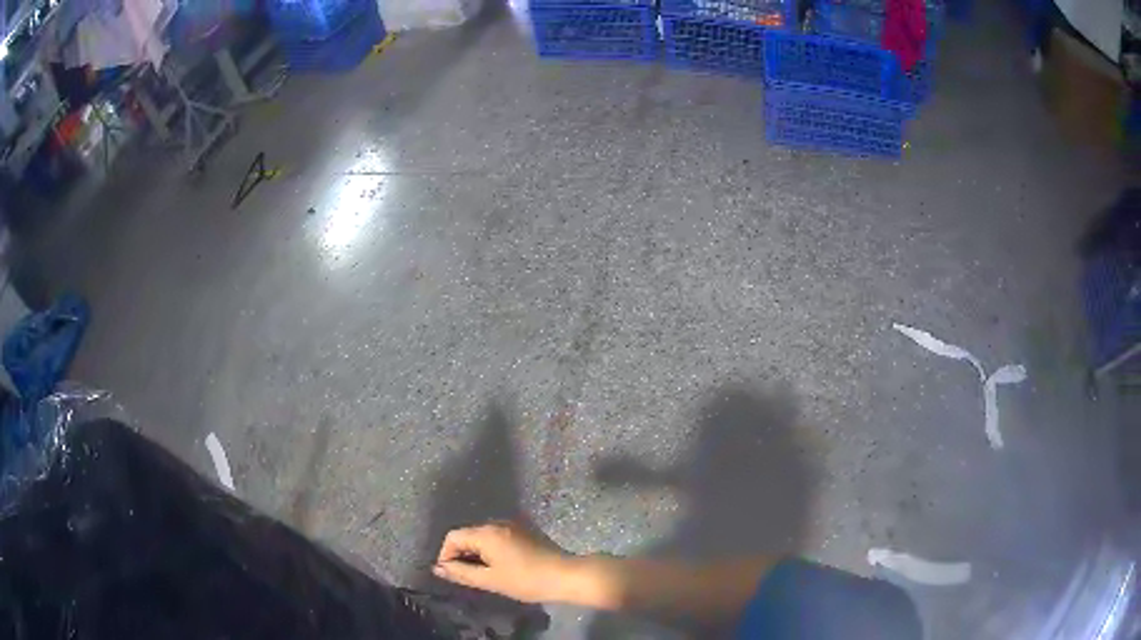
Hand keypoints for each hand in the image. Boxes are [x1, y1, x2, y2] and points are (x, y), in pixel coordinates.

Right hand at [433, 521, 572, 602]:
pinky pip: (497, 537)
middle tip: (466, 577)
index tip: (451, 574)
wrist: (565, 575)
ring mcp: (512, 525)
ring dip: (476, 553)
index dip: (445, 554)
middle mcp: (497, 522)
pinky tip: (498, 566)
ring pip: (482, 536)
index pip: (453, 536)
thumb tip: (437, 568)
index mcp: (486, 532)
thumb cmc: (525, 580)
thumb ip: (461, 572)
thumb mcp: (490, 580)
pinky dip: (490, 550)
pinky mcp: (524, 531)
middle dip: (461, 554)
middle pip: (467, 534)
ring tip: (482, 574)